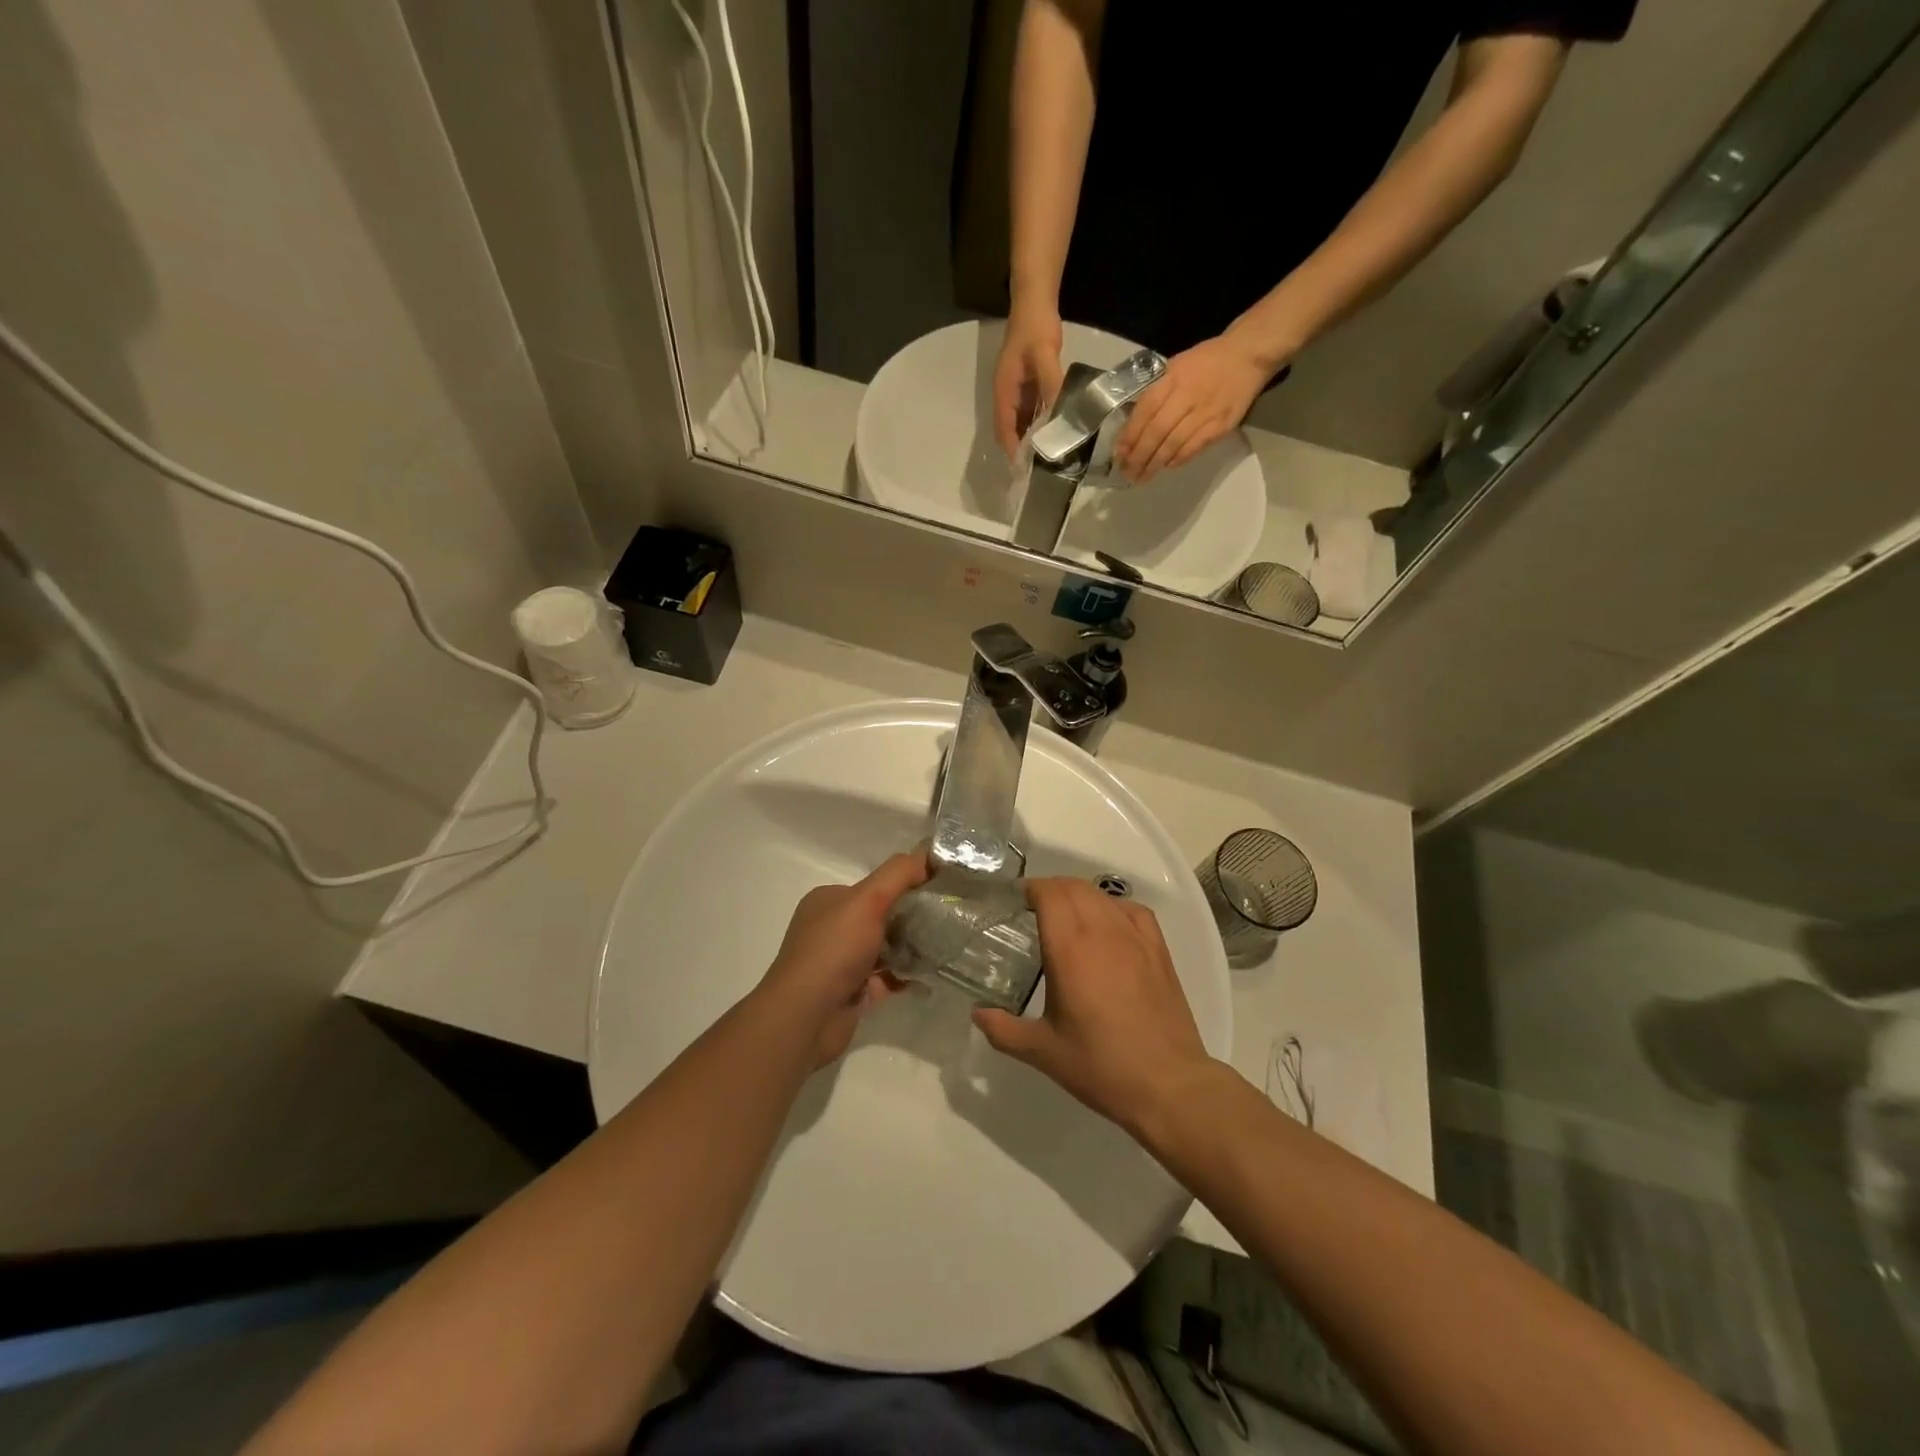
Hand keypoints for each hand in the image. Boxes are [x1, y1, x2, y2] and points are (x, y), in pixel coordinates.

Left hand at [759, 851, 929, 1065]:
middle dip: (912, 919)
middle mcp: (831, 929)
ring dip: (912, 948)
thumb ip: (899, 873)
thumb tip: (929, 854)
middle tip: (947, 920)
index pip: (872, 886)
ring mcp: (841, 963)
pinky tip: (932, 974)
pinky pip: (887, 978)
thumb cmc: (834, 950)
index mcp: (828, 901)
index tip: (938, 890)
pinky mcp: (852, 992)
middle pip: (881, 917)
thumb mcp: (868, 899)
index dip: (904, 885)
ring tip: (947, 946)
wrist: (807, 1017)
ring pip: (886, 948)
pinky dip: (907, 976)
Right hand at [972, 878, 1213, 1136]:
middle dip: (1050, 889)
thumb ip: (1003, 1029)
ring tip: (1067, 916)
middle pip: (1073, 887)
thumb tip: (977, 1014)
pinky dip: (1112, 907)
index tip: (1016, 901)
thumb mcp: (1042, 1051)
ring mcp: (1135, 937)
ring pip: (1102, 895)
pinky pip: (1132, 909)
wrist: (1167, 1084)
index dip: (1031, 890)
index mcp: (1070, 949)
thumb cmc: (1100, 1065)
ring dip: (1079, 895)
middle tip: (1034, 909)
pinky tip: (1107, 925)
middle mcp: (1102, 931)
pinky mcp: (1158, 949)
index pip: (1049, 894)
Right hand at [992, 306, 1065, 456]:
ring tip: (1048, 457)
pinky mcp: (1027, 386)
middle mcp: (1006, 395)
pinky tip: (1054, 432)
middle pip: (1010, 430)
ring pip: (1021, 423)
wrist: (1034, 301)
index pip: (1004, 429)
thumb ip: (1051, 384)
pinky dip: (1039, 425)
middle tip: (1040, 469)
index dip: (1012, 449)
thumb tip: (1057, 415)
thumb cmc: (1035, 327)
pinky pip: (1031, 412)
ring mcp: (1016, 391)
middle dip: (1021, 450)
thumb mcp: (1044, 355)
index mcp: (1003, 391)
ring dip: (1031, 439)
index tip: (1024, 469)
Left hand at [1114, 334, 1274, 482]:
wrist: (1248, 354)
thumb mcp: (1175, 367)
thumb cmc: (1206, 361)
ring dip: (1155, 463)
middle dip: (1139, 456)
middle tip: (1127, 473)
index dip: (1129, 436)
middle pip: (1156, 432)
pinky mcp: (1221, 425)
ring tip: (1142, 477)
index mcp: (1172, 378)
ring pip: (1173, 444)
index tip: (1119, 455)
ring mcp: (1205, 412)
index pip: (1144, 412)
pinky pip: (1194, 447)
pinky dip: (1178, 459)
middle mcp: (1187, 396)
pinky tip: (1167, 466)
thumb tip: (1133, 424)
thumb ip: (1156, 393)